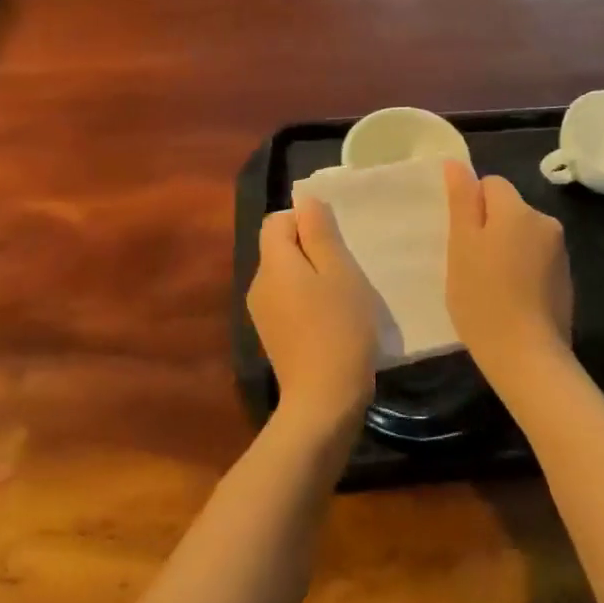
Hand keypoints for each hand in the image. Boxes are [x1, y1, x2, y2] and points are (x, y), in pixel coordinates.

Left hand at [248, 199, 379, 431]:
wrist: (323, 401)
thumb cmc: (338, 328)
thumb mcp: (339, 272)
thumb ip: (319, 232)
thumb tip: (305, 201)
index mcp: (273, 263)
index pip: (276, 221)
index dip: (305, 221)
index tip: (335, 241)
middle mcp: (258, 284)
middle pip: (279, 248)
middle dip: (310, 249)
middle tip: (345, 267)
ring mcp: (261, 313)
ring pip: (285, 276)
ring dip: (311, 276)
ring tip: (342, 295)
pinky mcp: (272, 336)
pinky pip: (287, 301)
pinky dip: (306, 301)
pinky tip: (330, 320)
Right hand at [443, 161, 573, 386]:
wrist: (527, 357)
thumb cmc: (483, 297)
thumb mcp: (461, 245)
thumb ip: (462, 200)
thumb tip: (457, 163)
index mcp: (519, 210)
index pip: (491, 184)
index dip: (471, 207)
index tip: (460, 239)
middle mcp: (545, 222)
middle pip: (508, 210)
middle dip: (488, 228)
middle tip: (469, 264)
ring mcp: (559, 253)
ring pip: (522, 236)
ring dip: (505, 250)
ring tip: (488, 286)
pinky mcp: (565, 280)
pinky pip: (535, 260)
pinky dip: (521, 271)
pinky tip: (509, 299)